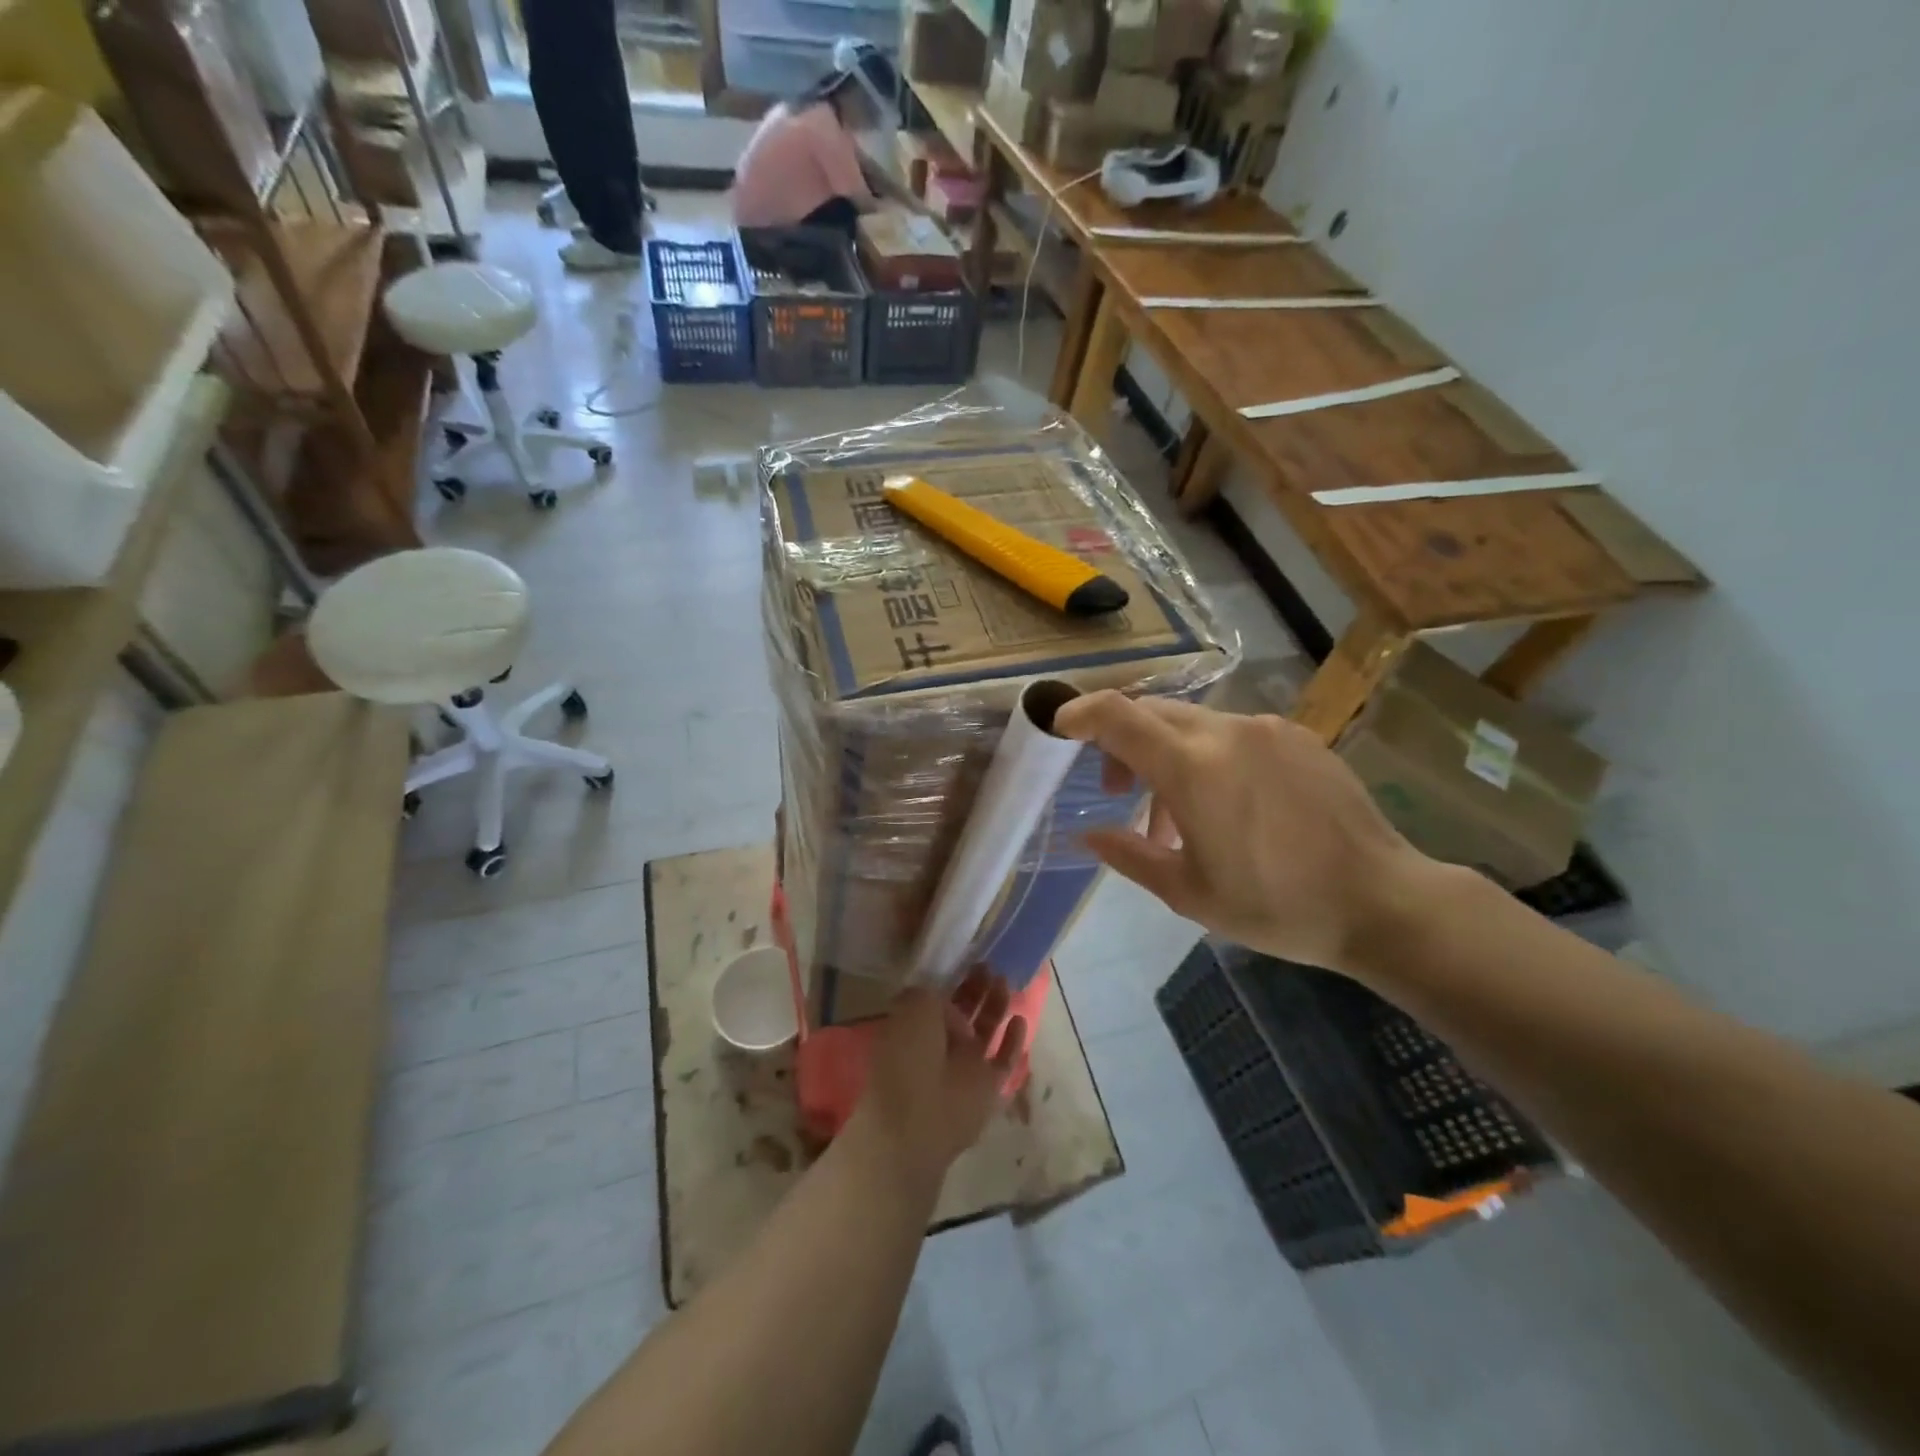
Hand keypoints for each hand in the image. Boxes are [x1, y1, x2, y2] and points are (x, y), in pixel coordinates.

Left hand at [850, 971, 1026, 1191]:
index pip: (935, 999)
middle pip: (963, 1011)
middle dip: (976, 989)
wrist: (918, 1119)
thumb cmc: (908, 1055)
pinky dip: (1014, 1041)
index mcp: (914, 1027)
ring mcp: (965, 1067)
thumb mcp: (913, 1006)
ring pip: (985, 1031)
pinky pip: (1005, 1059)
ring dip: (995, 1007)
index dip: (951, 980)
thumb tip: (952, 1005)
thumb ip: (932, 993)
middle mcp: (939, 1046)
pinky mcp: (988, 1086)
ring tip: (1005, 981)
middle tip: (989, 966)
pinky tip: (1020, 1018)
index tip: (966, 960)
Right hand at [1053, 692, 1441, 972]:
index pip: (1116, 715)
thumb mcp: (1188, 893)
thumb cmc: (1277, 906)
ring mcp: (1266, 729)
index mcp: (1192, 768)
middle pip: (1151, 713)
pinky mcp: (1297, 736)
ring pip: (1191, 724)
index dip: (1079, 712)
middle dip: (1121, 744)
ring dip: (1166, 756)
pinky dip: (1209, 757)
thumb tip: (1087, 834)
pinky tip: (1228, 805)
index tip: (1060, 730)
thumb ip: (1129, 855)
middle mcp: (1225, 732)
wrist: (1382, 901)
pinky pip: (1233, 734)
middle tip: (1120, 793)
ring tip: (1178, 817)